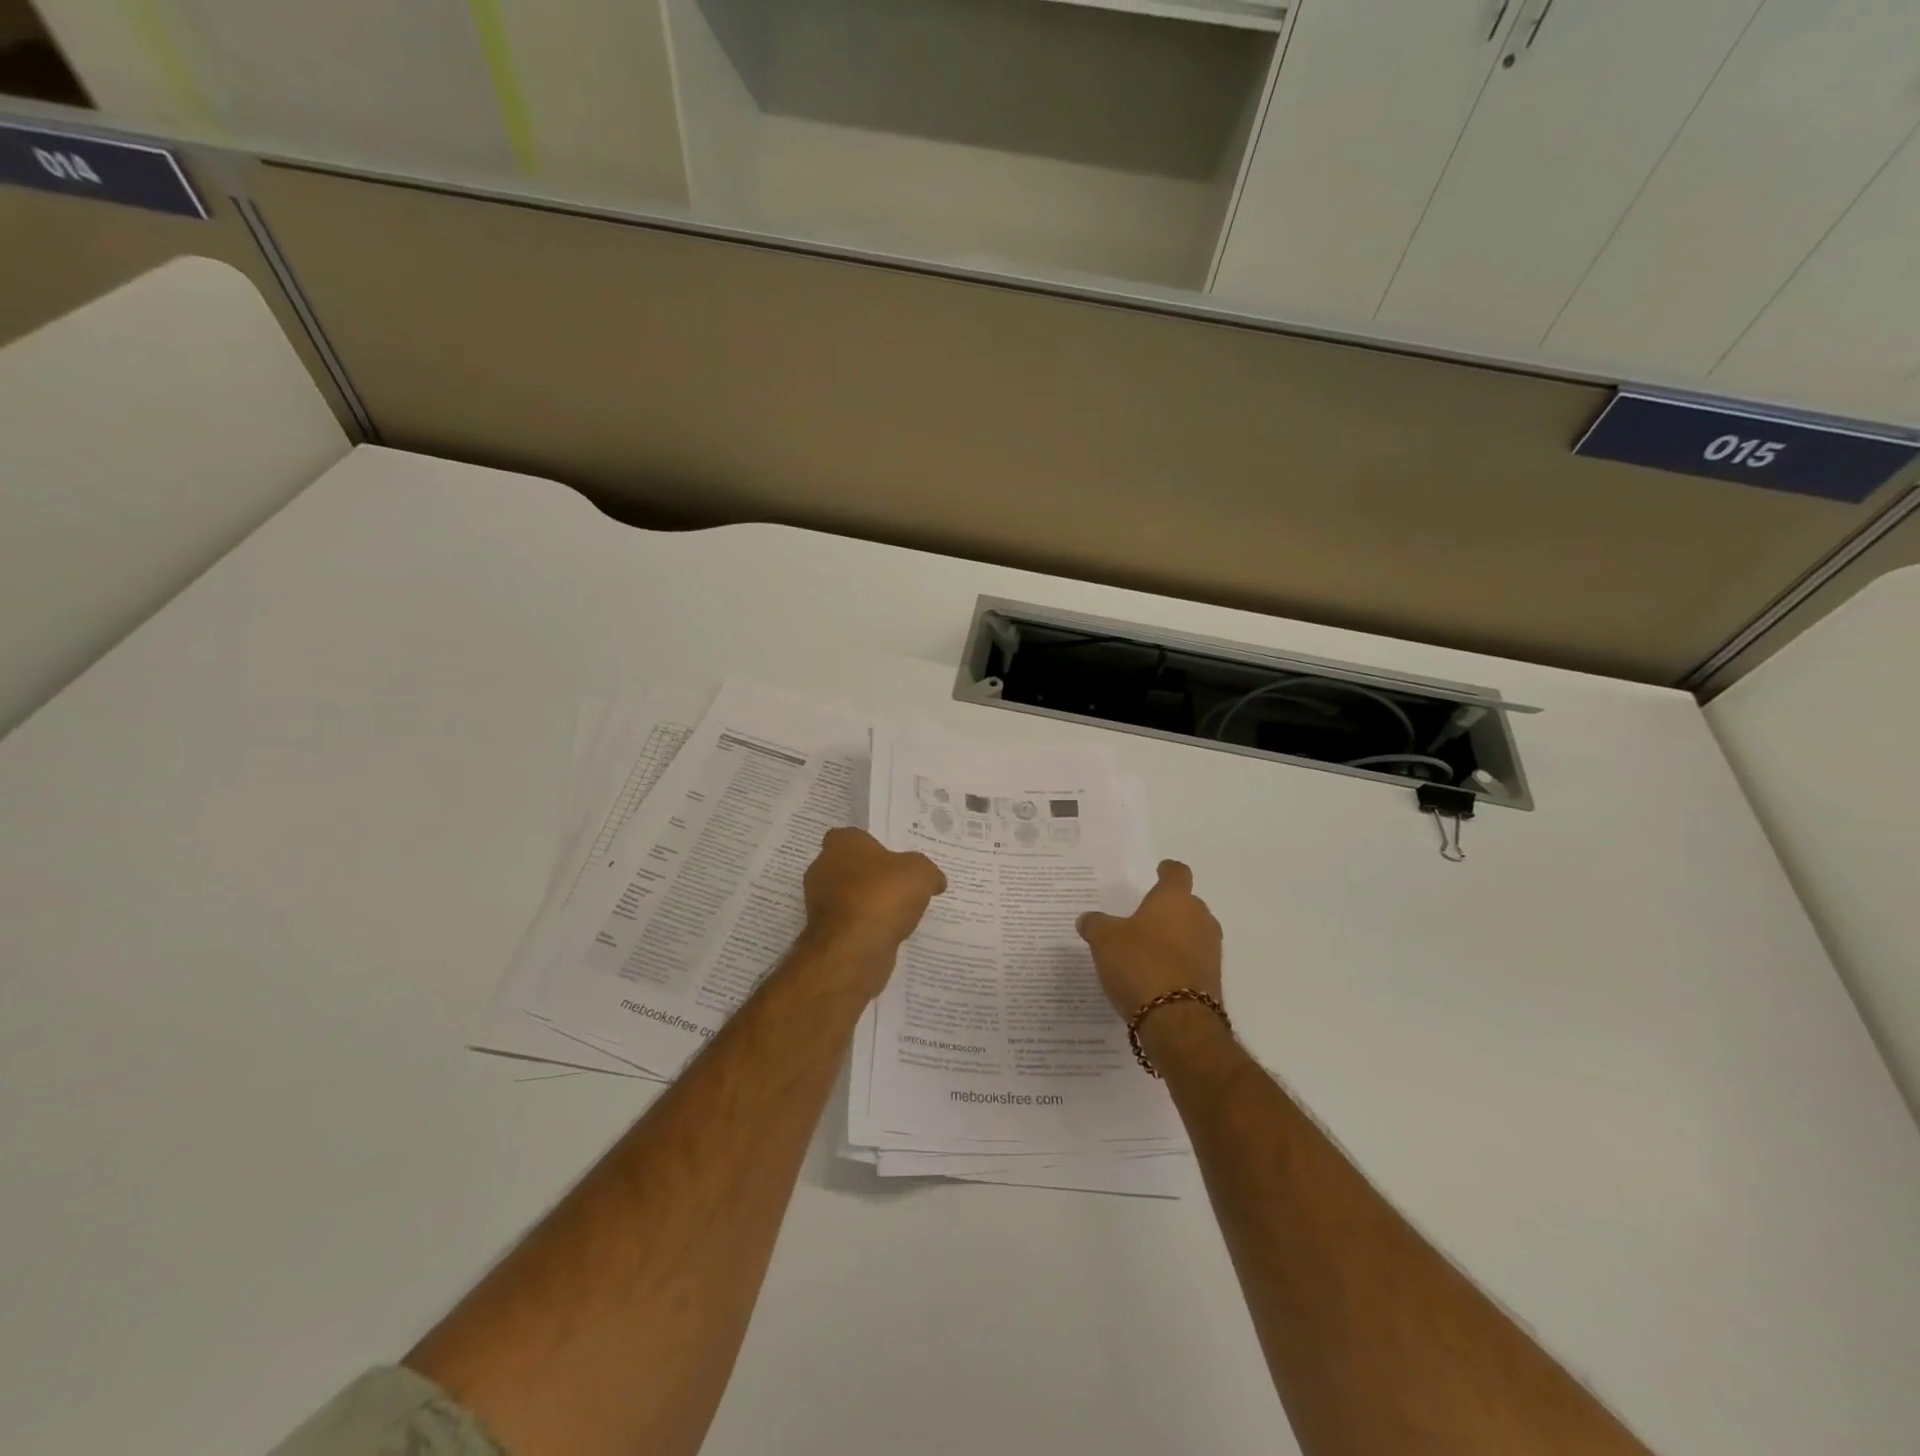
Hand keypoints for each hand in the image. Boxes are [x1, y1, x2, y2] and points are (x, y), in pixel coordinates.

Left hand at [800, 827, 946, 993]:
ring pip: (847, 897)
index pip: (850, 836)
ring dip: (867, 904)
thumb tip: (936, 881)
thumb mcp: (921, 873)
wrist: (854, 949)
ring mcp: (819, 904)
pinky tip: (887, 934)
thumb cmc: (884, 895)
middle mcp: (823, 869)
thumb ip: (929, 872)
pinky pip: (849, 924)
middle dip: (869, 876)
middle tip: (899, 885)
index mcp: (841, 844)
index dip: (870, 845)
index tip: (891, 858)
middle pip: (848, 867)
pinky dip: (864, 927)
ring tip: (898, 913)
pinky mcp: (824, 933)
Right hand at [1077, 860, 1222, 1018]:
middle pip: (1187, 904)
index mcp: (1176, 899)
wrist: (1177, 1021)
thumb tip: (1087, 918)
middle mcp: (1200, 918)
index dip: (1166, 871)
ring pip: (1192, 933)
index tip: (1159, 871)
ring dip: (1174, 938)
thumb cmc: (1140, 964)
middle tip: (1142, 917)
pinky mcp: (1213, 980)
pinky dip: (1177, 963)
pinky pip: (1193, 961)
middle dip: (1168, 909)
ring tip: (1146, 949)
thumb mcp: (1104, 940)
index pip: (1177, 873)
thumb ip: (1095, 924)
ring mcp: (1210, 950)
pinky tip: (1155, 975)